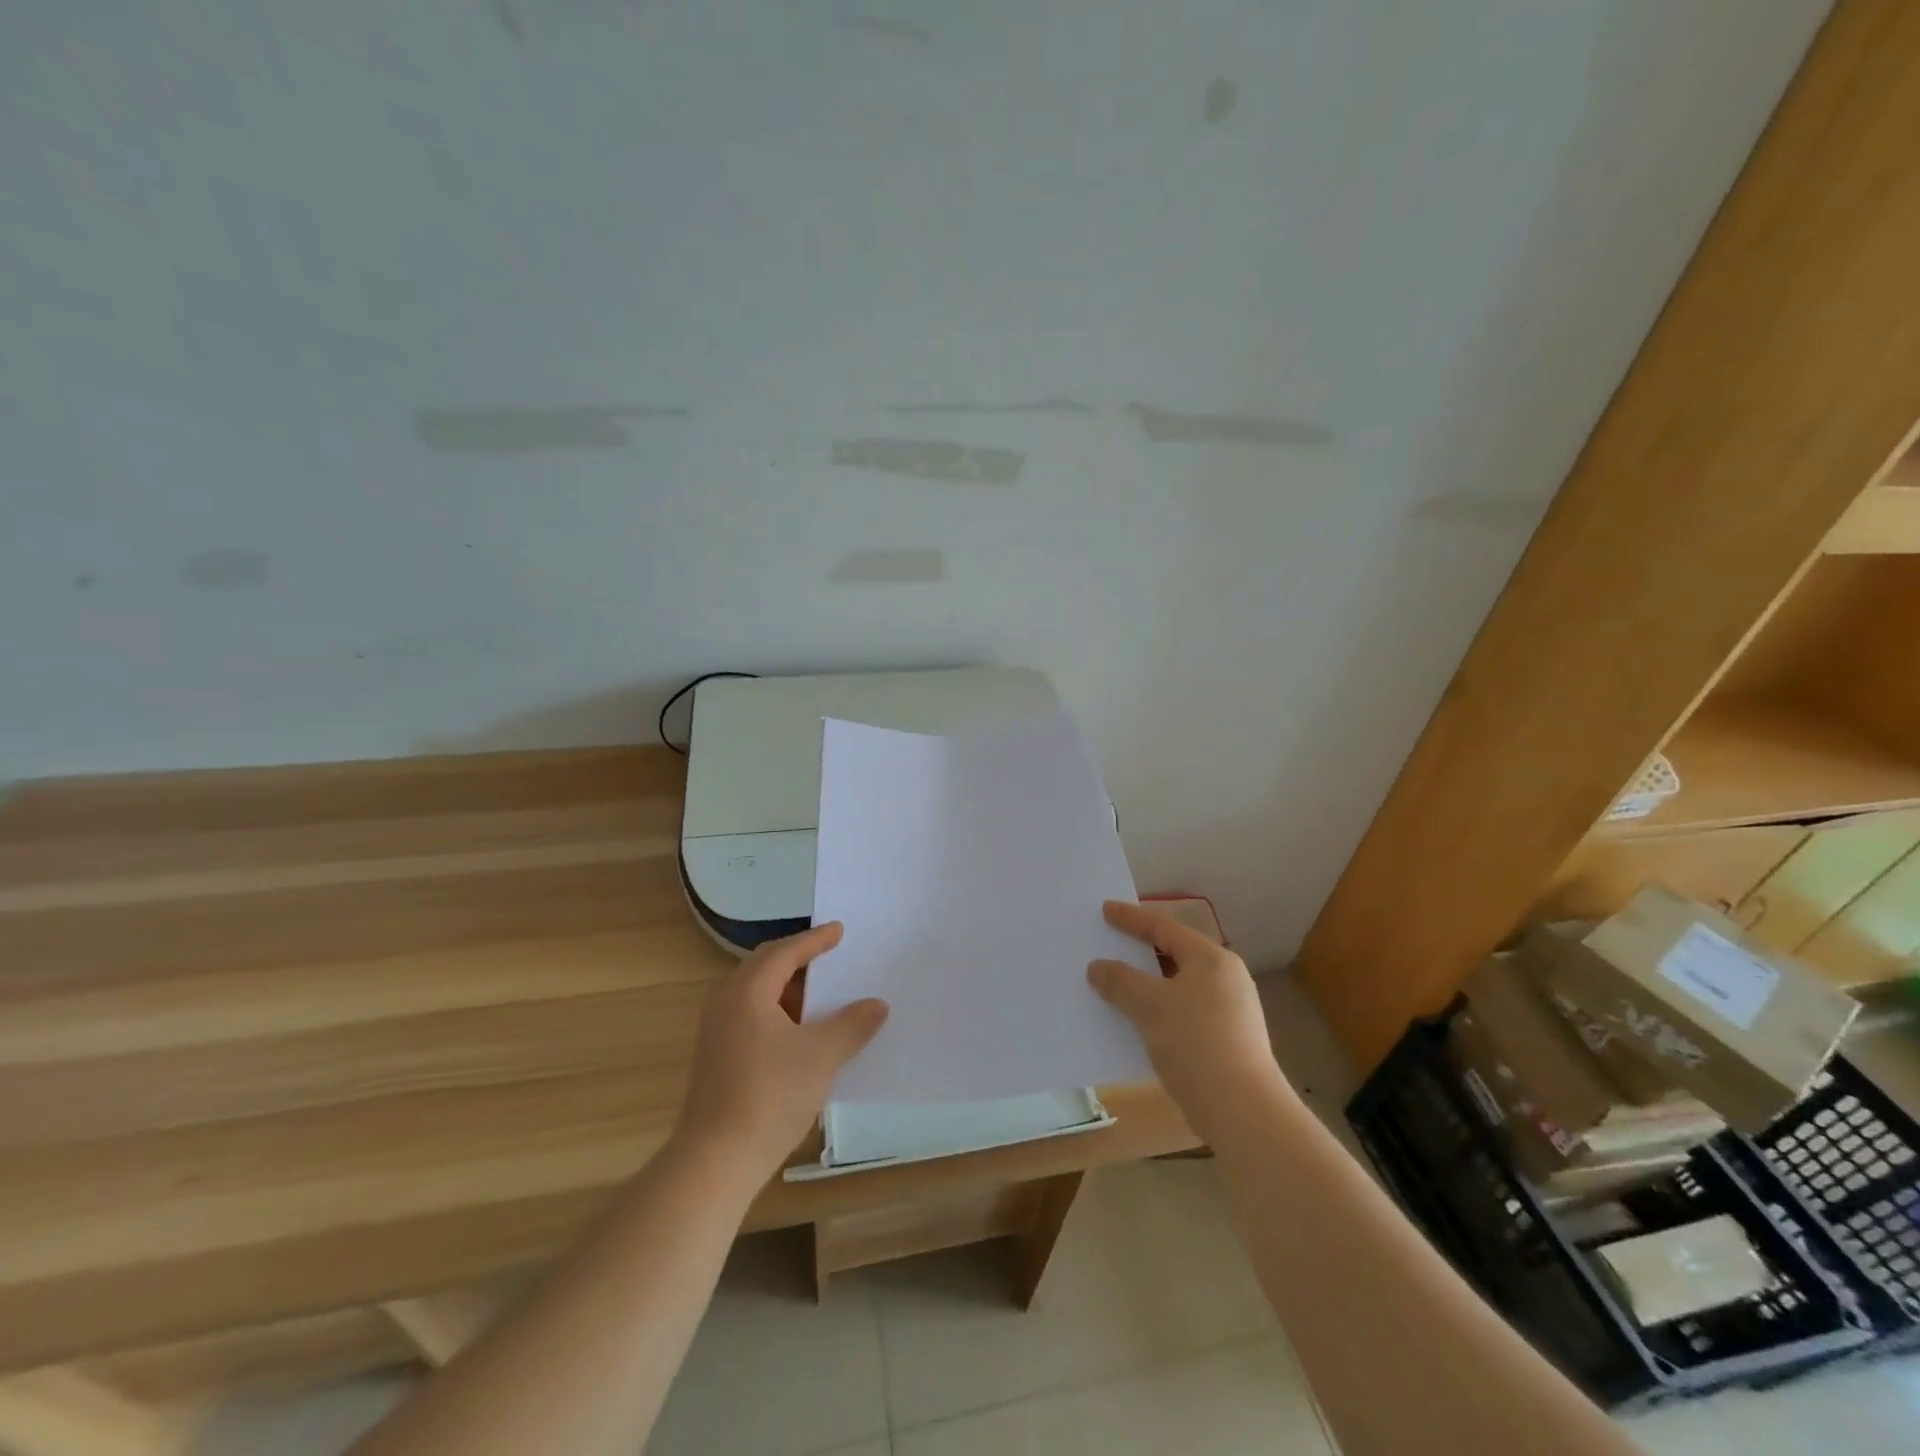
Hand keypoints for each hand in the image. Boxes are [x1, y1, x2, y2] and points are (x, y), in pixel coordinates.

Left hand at [674, 923, 888, 1178]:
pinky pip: (752, 1017)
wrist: (715, 1161)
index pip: (784, 952)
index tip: (838, 930)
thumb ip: (852, 1025)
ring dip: (790, 989)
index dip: (814, 940)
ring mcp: (717, 1032)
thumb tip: (877, 1005)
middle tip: (830, 954)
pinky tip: (802, 1033)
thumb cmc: (770, 1097)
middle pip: (765, 967)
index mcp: (747, 992)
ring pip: (757, 994)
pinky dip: (779, 1012)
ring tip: (822, 994)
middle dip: (799, 959)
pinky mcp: (717, 1058)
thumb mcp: (821, 1056)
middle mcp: (726, 1004)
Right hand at [1088, 900, 1284, 1136]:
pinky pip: (1181, 1012)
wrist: (1242, 1111)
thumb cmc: (1196, 1043)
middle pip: (1174, 954)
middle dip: (1139, 951)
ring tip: (1116, 983)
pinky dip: (1157, 1009)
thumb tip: (1097, 967)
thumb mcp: (1150, 1005)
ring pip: (1177, 986)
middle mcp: (1225, 979)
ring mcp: (1229, 1012)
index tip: (1105, 910)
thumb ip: (1120, 981)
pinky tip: (1135, 1021)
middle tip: (1110, 943)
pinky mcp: (1225, 1041)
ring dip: (1146, 984)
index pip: (1165, 927)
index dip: (1132, 918)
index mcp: (1212, 960)